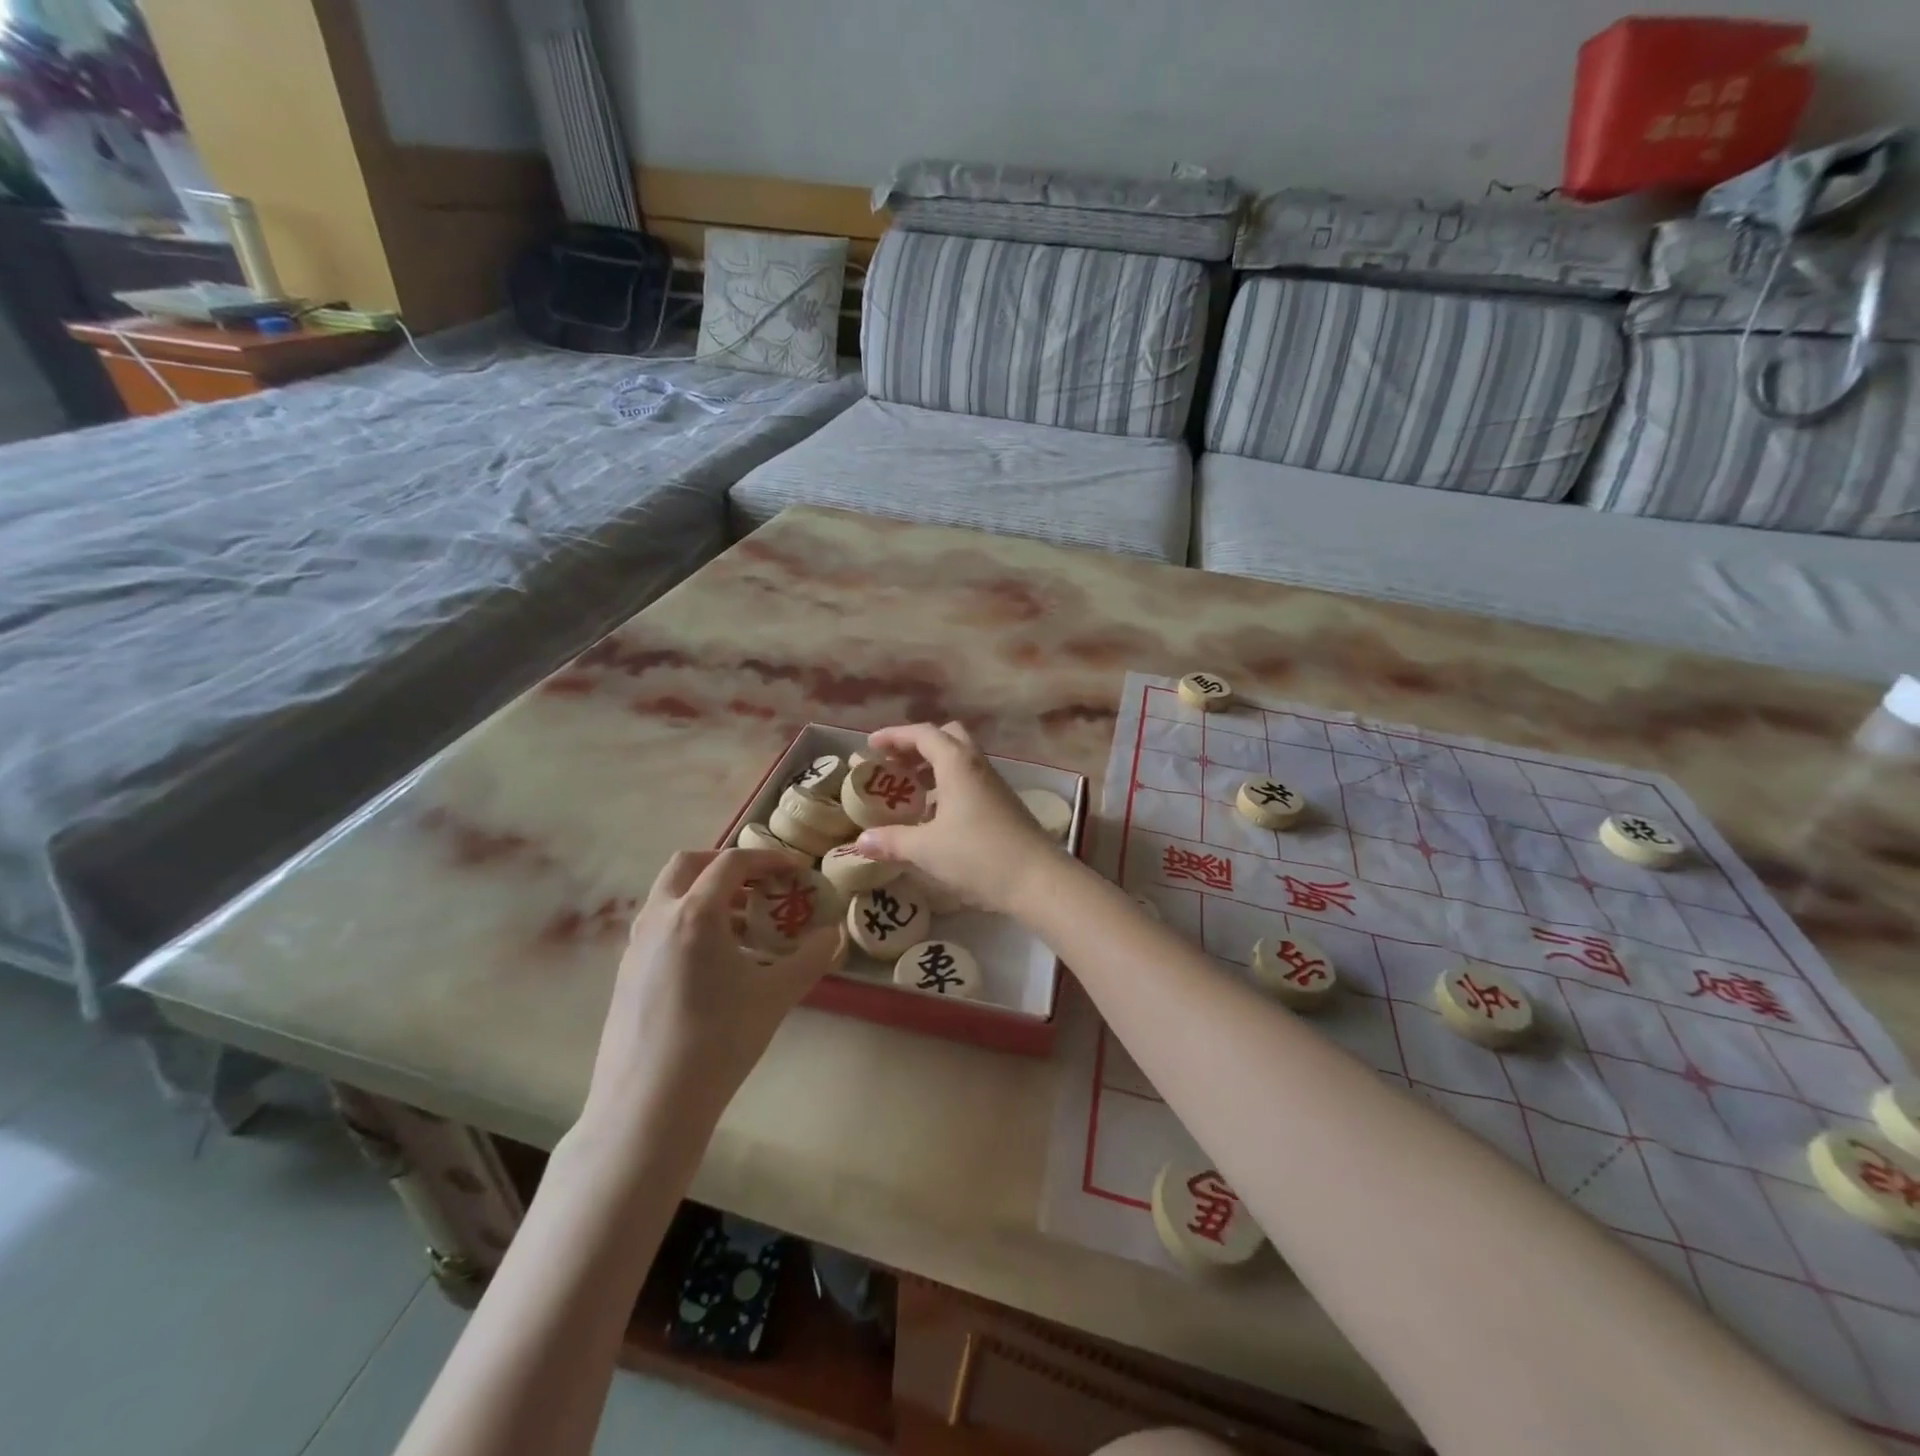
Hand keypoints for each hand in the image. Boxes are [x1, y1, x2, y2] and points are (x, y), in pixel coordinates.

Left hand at [584, 849, 839, 1132]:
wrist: (648, 1107)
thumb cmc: (718, 1041)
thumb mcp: (776, 996)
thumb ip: (811, 958)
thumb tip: (834, 935)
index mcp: (695, 913)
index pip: (733, 862)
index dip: (768, 858)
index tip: (795, 870)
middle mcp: (659, 917)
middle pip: (688, 864)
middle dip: (726, 864)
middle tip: (760, 882)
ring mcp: (636, 945)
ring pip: (670, 895)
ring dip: (707, 894)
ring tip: (745, 924)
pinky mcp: (626, 973)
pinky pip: (660, 925)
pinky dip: (689, 921)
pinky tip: (715, 962)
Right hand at [852, 722, 1064, 915]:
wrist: (1038, 879)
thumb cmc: (978, 855)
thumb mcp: (926, 849)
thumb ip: (892, 841)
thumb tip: (862, 840)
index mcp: (957, 764)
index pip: (923, 734)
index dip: (894, 736)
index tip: (870, 746)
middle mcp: (977, 766)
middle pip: (946, 738)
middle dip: (917, 746)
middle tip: (894, 766)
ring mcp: (994, 785)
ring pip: (960, 760)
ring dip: (933, 768)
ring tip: (909, 791)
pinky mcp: (1003, 804)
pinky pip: (970, 781)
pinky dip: (948, 786)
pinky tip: (935, 815)